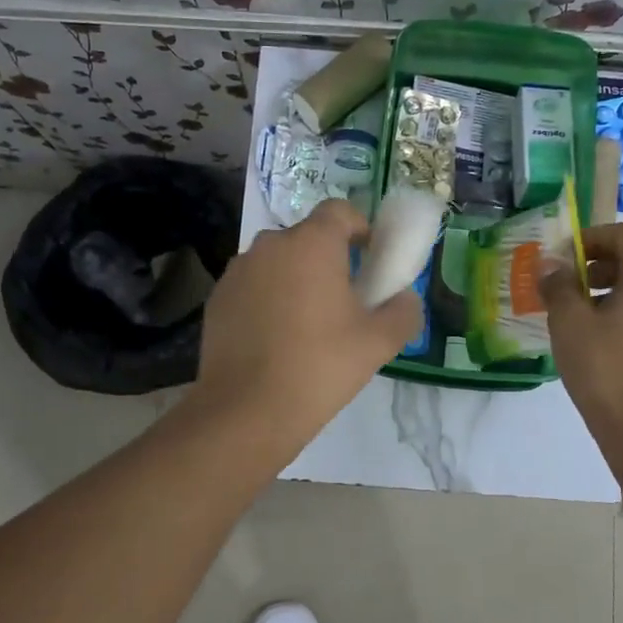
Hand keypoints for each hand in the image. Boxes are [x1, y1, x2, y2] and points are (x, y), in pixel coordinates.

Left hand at [189, 198, 421, 446]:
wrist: (247, 410)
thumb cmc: (320, 366)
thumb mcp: (378, 343)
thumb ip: (403, 312)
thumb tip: (405, 299)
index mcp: (312, 244)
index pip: (339, 211)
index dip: (360, 229)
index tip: (370, 260)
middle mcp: (271, 245)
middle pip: (307, 238)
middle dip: (328, 259)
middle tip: (344, 300)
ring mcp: (238, 271)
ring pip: (277, 262)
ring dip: (295, 279)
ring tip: (307, 324)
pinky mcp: (217, 298)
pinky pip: (253, 286)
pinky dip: (268, 300)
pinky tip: (275, 340)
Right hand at [541, 222, 622, 477]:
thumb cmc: (605, 368)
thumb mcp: (569, 323)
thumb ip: (559, 285)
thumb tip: (550, 264)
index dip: (593, 238)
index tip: (565, 256)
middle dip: (607, 261)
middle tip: (575, 280)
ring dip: (621, 284)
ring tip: (586, 309)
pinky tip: (608, 333)